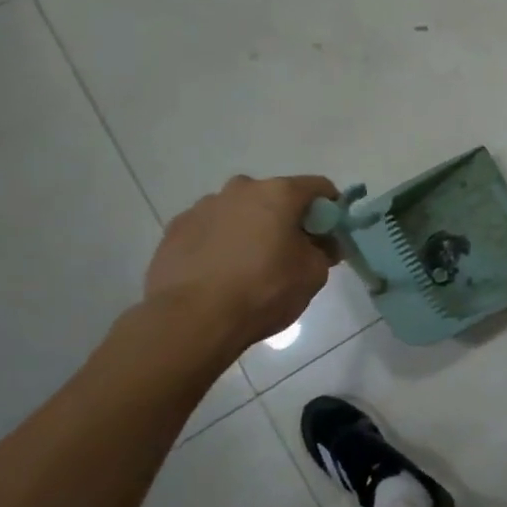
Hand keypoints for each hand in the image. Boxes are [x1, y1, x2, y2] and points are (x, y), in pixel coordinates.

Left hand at [145, 175, 339, 350]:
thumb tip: (324, 244)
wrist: (191, 320)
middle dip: (287, 218)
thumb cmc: (263, 291)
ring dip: (251, 228)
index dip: (331, 208)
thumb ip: (324, 251)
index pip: (318, 187)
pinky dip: (221, 242)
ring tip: (250, 265)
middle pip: (275, 196)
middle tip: (291, 251)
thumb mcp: (313, 274)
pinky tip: (220, 273)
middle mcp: (240, 189)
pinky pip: (210, 229)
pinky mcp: (175, 229)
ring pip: (239, 211)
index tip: (330, 233)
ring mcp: (203, 207)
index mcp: (278, 193)